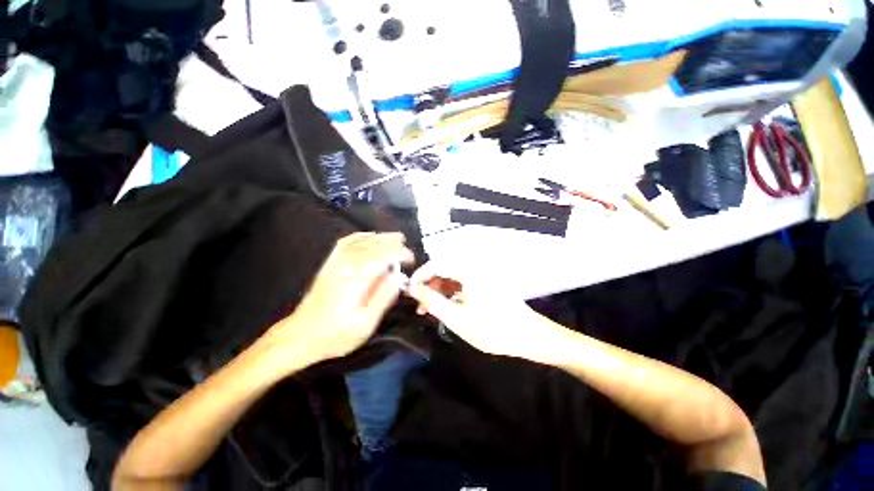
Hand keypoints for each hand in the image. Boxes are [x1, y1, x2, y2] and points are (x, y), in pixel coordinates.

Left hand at [264, 232, 414, 366]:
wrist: (300, 335)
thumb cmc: (335, 335)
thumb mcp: (365, 324)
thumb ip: (383, 298)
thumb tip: (397, 278)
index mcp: (356, 279)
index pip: (383, 256)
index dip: (400, 254)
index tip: (411, 259)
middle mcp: (346, 265)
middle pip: (374, 245)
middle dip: (394, 243)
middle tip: (407, 248)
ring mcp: (336, 262)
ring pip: (362, 241)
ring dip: (381, 237)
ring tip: (395, 238)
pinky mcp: (330, 263)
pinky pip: (346, 242)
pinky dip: (360, 236)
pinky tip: (369, 236)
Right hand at [407, 262, 553, 358]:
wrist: (529, 336)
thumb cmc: (492, 328)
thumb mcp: (457, 318)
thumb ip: (432, 301)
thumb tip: (412, 288)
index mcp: (468, 271)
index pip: (437, 263)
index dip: (420, 275)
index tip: (410, 290)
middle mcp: (473, 269)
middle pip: (444, 270)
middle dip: (429, 286)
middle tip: (420, 305)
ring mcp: (480, 277)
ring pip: (452, 279)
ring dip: (439, 292)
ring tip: (430, 311)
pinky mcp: (484, 285)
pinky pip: (461, 285)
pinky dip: (450, 295)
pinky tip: (446, 309)